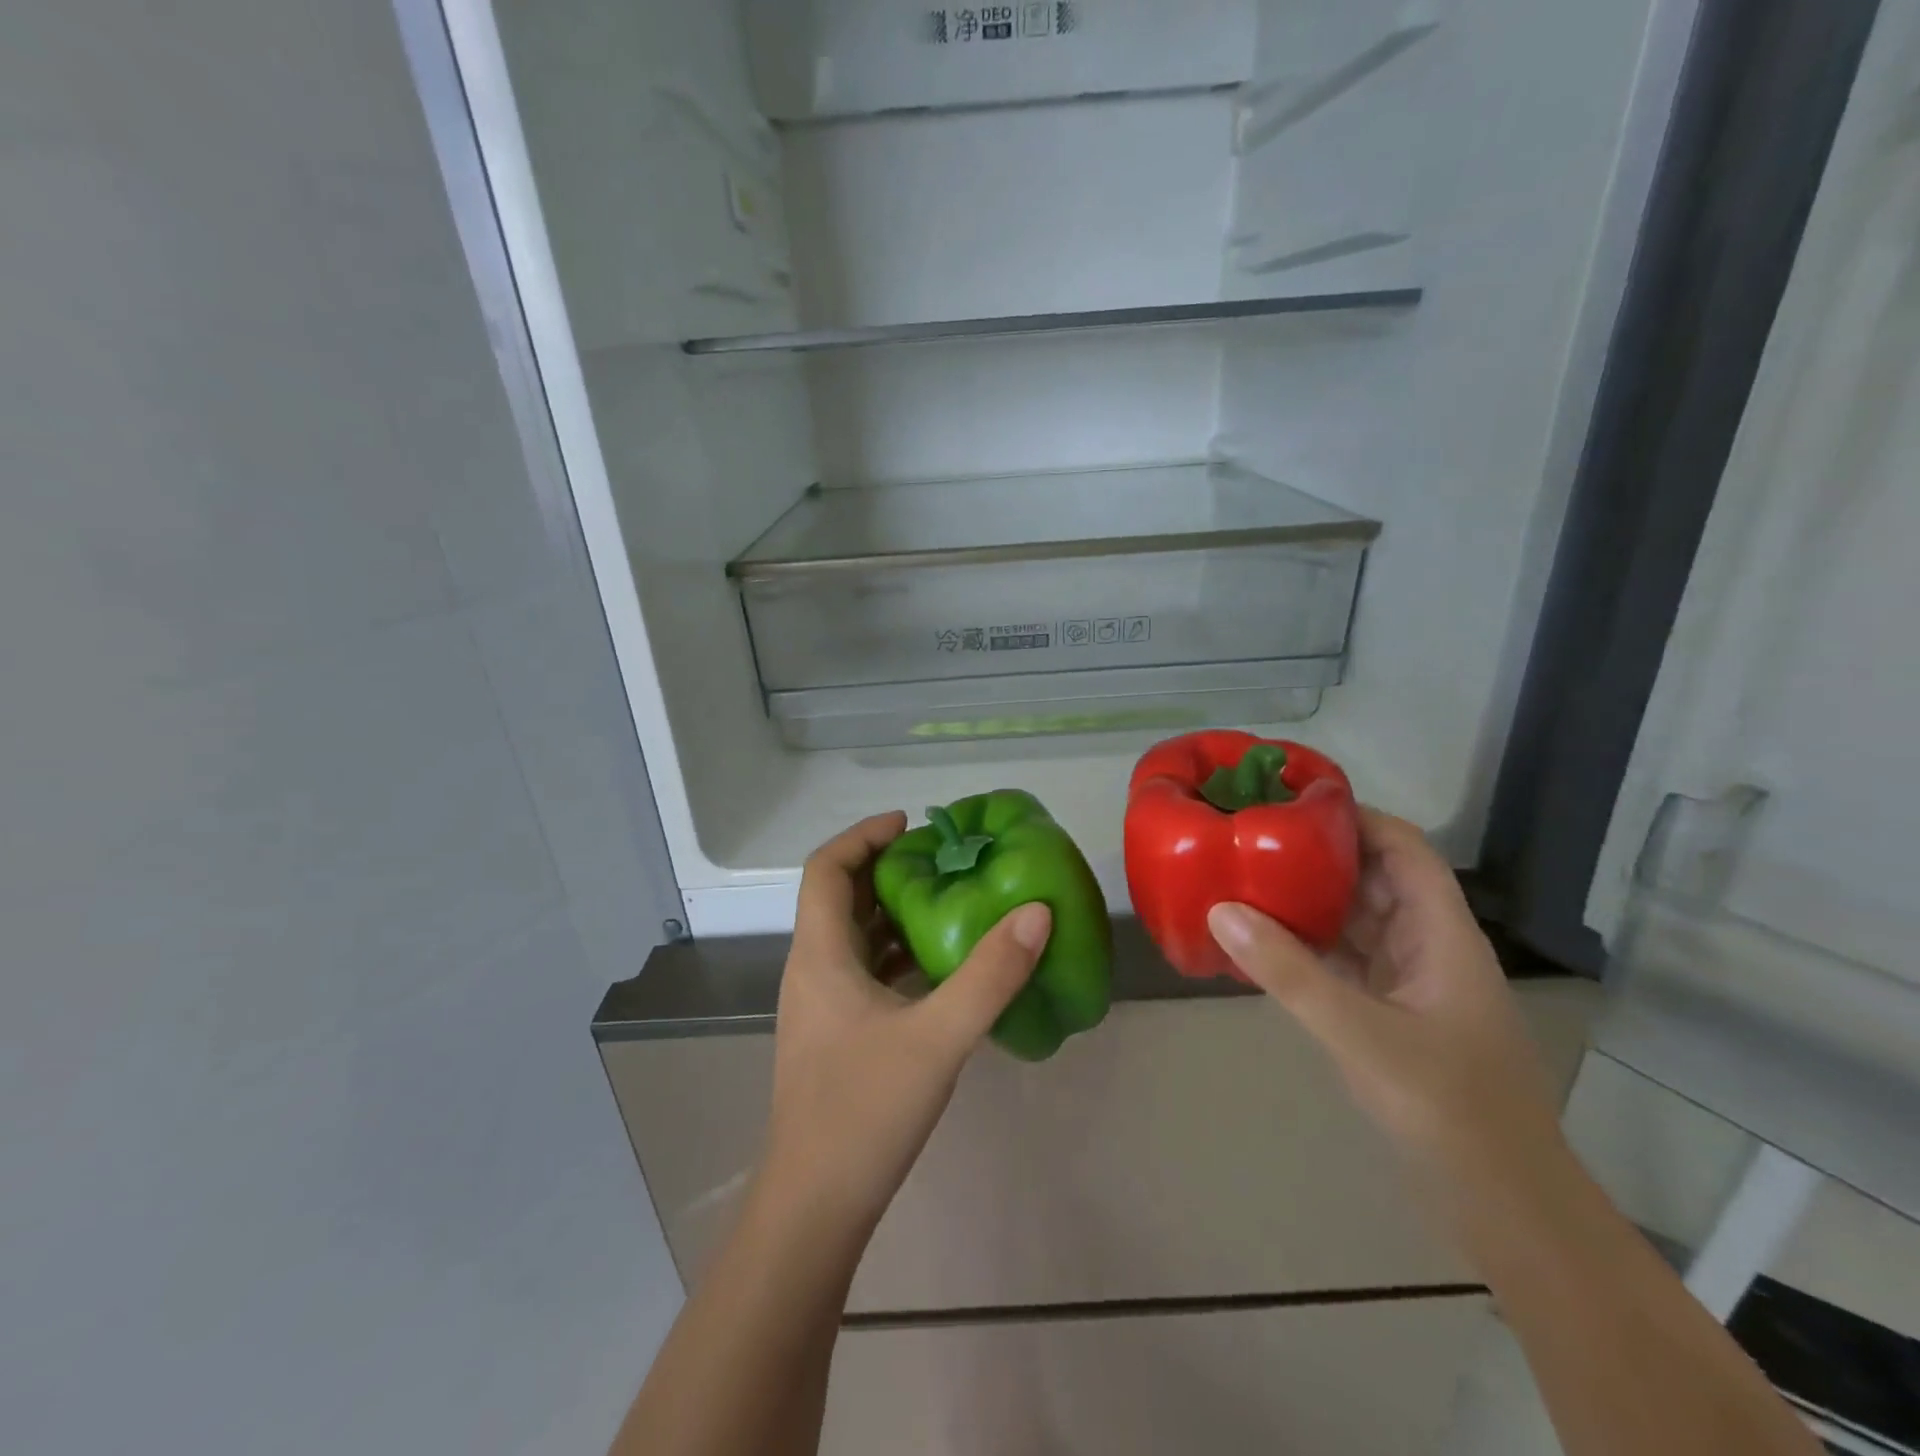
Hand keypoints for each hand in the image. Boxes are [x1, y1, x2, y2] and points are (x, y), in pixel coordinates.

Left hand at [760, 812, 1051, 1245]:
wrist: (814, 1207)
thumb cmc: (864, 1112)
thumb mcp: (938, 1038)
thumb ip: (990, 975)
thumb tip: (1035, 912)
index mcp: (820, 955)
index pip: (826, 868)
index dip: (863, 836)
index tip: (911, 824)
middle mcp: (813, 969)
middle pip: (841, 897)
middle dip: (888, 869)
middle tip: (944, 860)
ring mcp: (822, 1005)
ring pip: (854, 936)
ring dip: (895, 912)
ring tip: (951, 900)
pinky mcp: (837, 1035)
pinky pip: (865, 972)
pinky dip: (898, 954)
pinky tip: (942, 966)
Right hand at [1206, 808, 1565, 1188]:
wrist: (1503, 1203)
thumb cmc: (1448, 1108)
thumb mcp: (1361, 1034)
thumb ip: (1290, 972)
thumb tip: (1220, 910)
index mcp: (1442, 934)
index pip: (1404, 849)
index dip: (1355, 817)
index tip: (1291, 803)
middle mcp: (1429, 946)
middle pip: (1375, 878)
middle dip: (1318, 855)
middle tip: (1252, 839)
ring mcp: (1412, 982)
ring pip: (1358, 920)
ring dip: (1310, 900)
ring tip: (1246, 878)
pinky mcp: (1393, 1014)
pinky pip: (1345, 960)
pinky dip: (1308, 945)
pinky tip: (1263, 942)